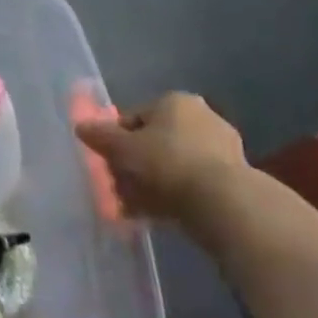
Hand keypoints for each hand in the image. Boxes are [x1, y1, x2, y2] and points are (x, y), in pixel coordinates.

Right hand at [74, 91, 246, 223]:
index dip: (117, 141)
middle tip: (121, 188)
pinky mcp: (236, 180)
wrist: (224, 204)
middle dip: (136, 165)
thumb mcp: (121, 148)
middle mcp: (203, 117)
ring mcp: (224, 149)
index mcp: (175, 101)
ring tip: (137, 207)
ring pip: (174, 165)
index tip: (109, 164)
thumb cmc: (167, 163)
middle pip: (155, 142)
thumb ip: (99, 136)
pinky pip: (194, 184)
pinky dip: (176, 196)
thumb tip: (81, 127)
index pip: (134, 117)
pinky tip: (161, 216)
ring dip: (154, 183)